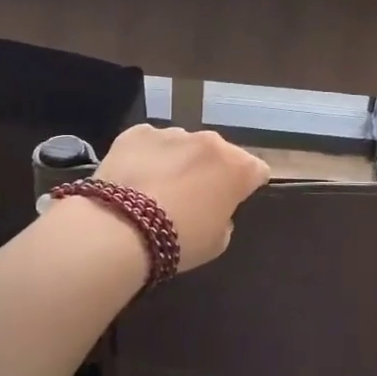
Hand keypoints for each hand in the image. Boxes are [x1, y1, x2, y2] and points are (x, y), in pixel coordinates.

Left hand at [96, 125, 270, 271]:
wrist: (119, 229)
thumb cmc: (178, 240)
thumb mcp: (217, 242)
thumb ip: (224, 218)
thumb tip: (215, 208)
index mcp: (238, 167)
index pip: (257, 170)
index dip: (246, 186)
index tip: (232, 201)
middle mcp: (210, 141)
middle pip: (219, 153)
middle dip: (211, 170)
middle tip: (192, 197)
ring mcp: (172, 133)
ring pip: (183, 145)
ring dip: (178, 161)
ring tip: (156, 189)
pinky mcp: (137, 132)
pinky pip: (149, 143)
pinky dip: (146, 156)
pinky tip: (132, 179)